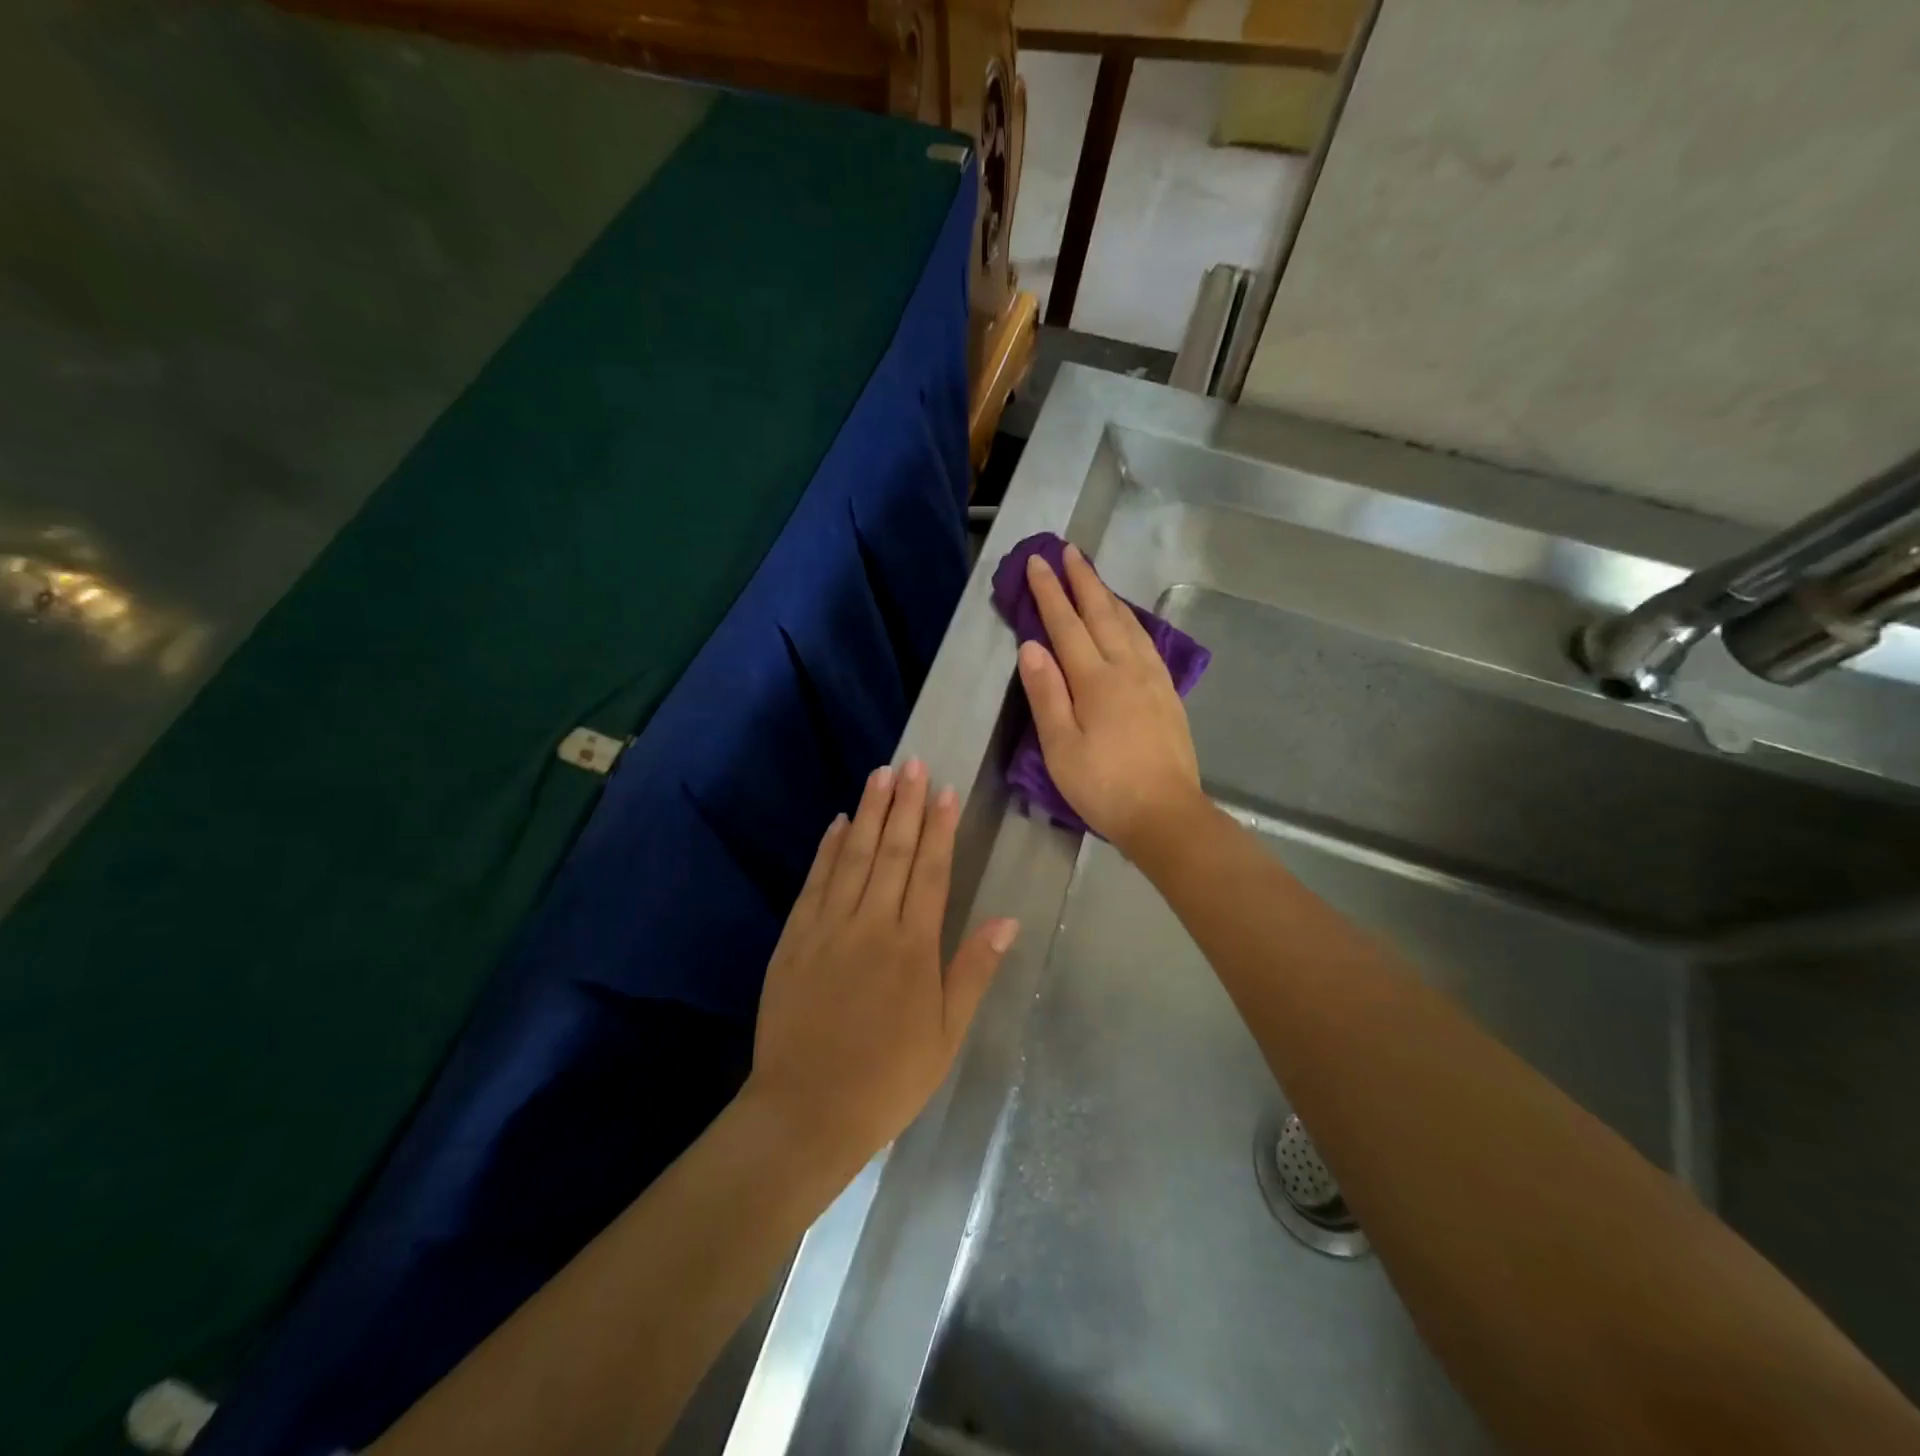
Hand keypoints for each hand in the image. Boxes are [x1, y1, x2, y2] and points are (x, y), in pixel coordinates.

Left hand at [744, 760, 1017, 1171]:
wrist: (807, 1110)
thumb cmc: (888, 1078)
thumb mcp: (946, 1034)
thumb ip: (973, 971)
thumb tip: (1008, 920)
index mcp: (913, 947)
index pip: (930, 871)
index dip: (938, 828)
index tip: (943, 790)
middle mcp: (871, 925)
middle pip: (891, 852)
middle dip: (904, 804)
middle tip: (911, 763)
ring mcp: (827, 928)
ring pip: (851, 857)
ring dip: (868, 813)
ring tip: (880, 775)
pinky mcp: (794, 939)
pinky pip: (814, 883)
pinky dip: (826, 849)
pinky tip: (836, 823)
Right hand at [1016, 545, 1204, 855]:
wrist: (1166, 814)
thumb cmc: (1104, 787)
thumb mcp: (1061, 747)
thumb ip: (1047, 694)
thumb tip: (1032, 646)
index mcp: (1096, 681)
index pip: (1067, 625)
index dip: (1050, 592)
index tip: (1037, 562)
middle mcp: (1127, 668)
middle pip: (1102, 614)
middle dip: (1082, 580)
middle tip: (1068, 550)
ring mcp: (1153, 679)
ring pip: (1128, 623)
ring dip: (1107, 595)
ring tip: (1093, 576)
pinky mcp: (1167, 693)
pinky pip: (1146, 641)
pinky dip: (1131, 620)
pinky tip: (1128, 621)